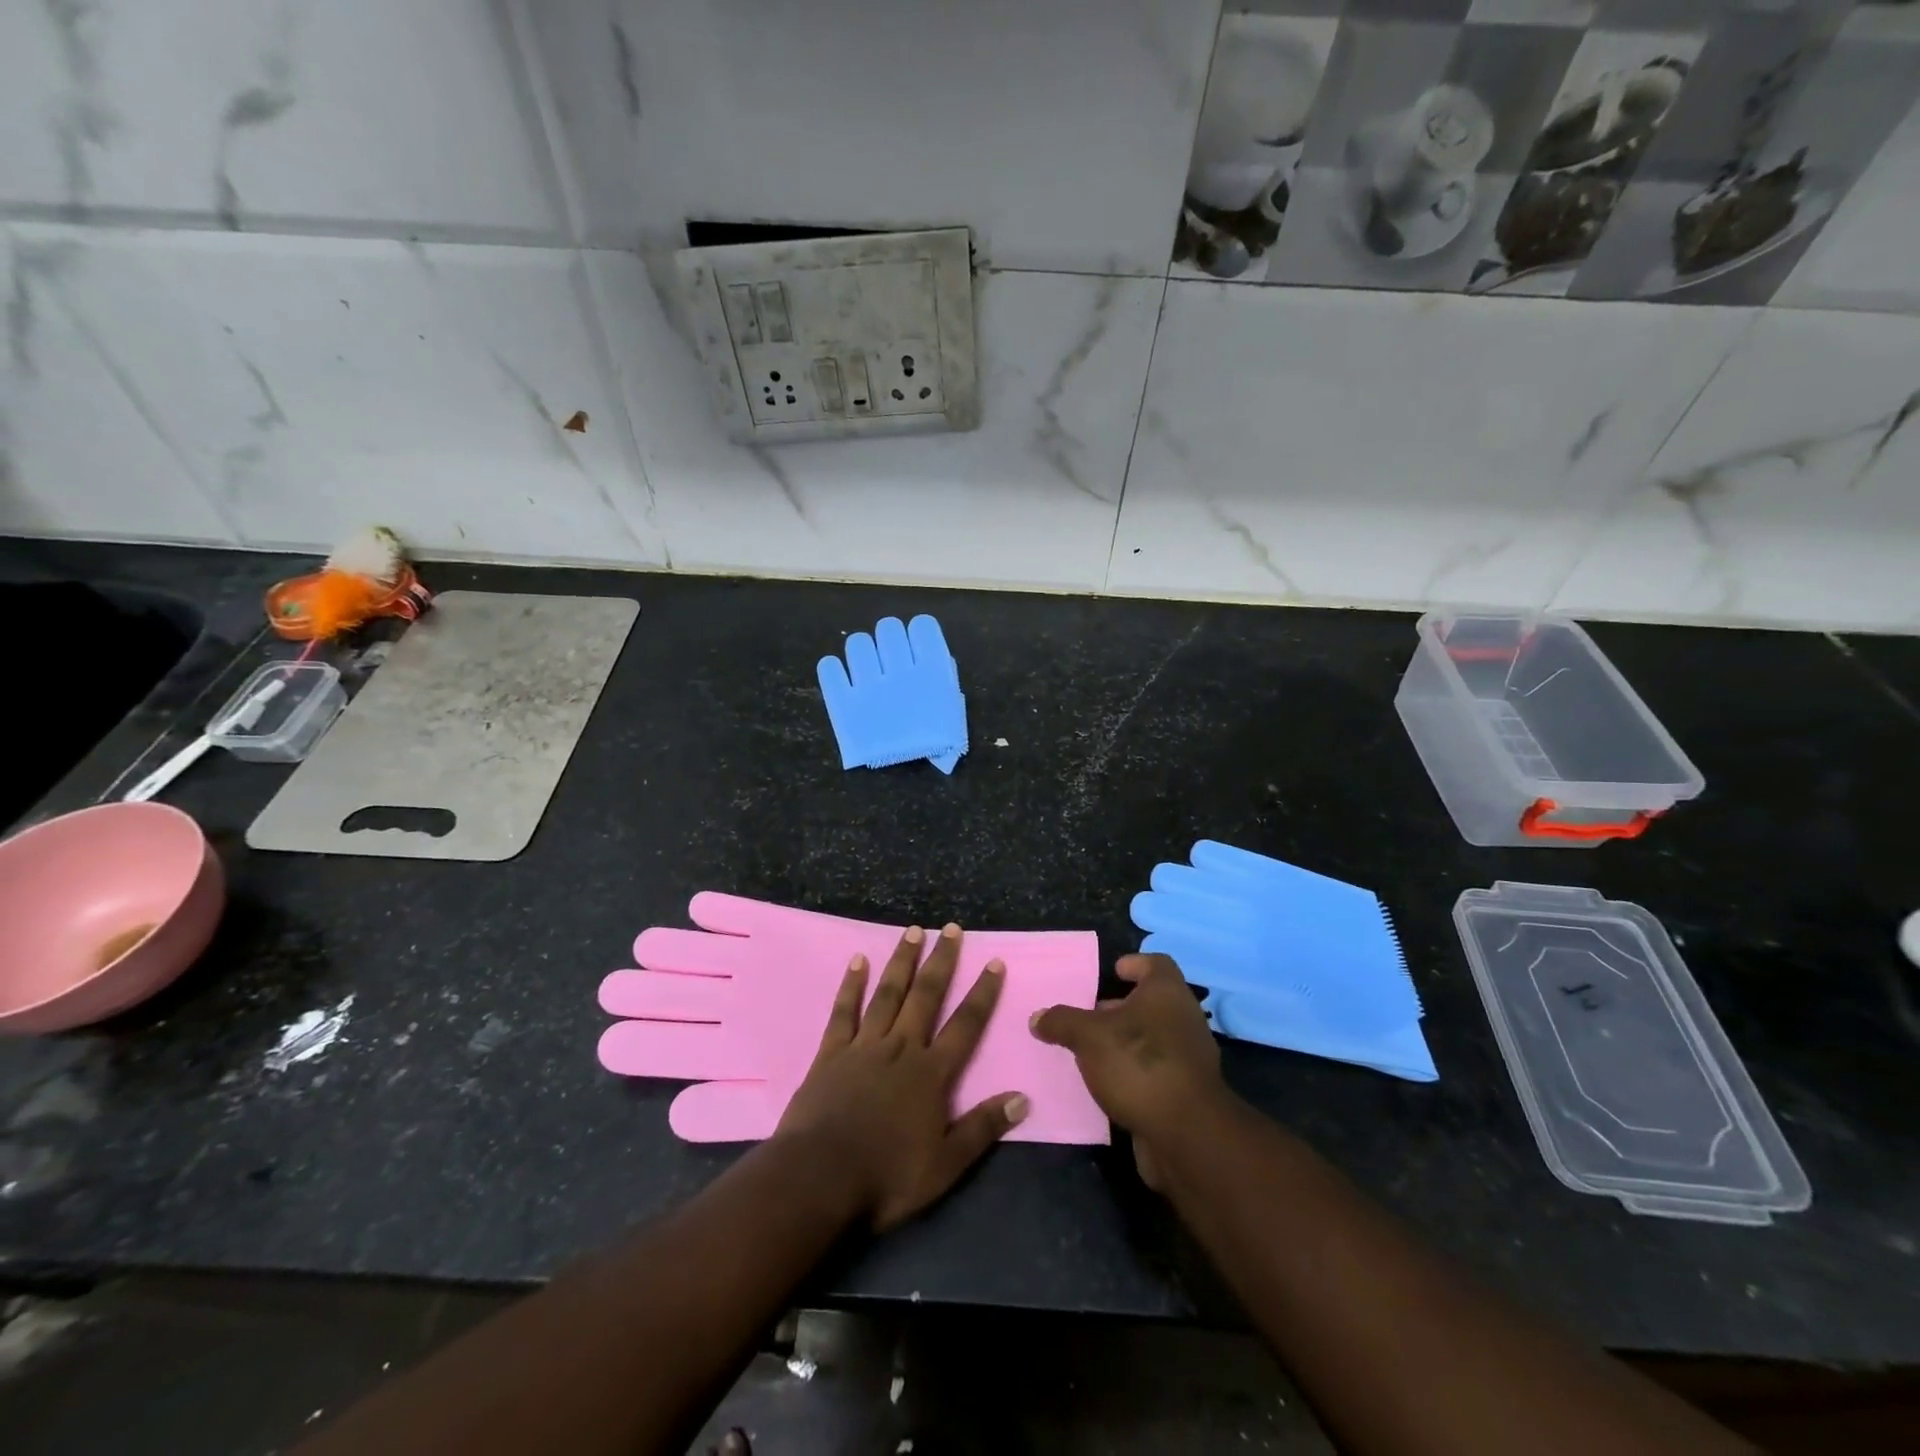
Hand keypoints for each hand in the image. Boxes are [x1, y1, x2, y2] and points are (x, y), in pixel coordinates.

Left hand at [775, 923, 1028, 1230]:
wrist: (820, 1178)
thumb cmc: (886, 1176)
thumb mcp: (946, 1165)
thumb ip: (983, 1128)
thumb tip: (1022, 1098)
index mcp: (931, 1074)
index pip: (965, 1025)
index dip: (982, 993)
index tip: (994, 961)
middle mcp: (901, 1048)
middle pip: (926, 996)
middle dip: (941, 961)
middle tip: (950, 928)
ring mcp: (864, 1046)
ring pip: (888, 993)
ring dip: (902, 961)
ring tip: (913, 930)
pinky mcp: (832, 1052)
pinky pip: (844, 1010)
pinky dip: (852, 984)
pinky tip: (858, 960)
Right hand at [1030, 953, 1228, 1189]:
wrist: (1185, 1133)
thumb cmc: (1137, 1063)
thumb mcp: (1088, 1036)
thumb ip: (1062, 1022)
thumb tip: (1037, 1017)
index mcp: (1166, 992)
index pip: (1156, 963)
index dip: (1134, 964)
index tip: (1113, 972)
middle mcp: (1183, 1017)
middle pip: (1153, 1002)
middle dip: (1121, 1007)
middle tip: (1090, 1015)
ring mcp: (1189, 1056)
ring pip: (1153, 1037)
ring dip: (1126, 1041)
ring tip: (1092, 1050)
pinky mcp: (1186, 1091)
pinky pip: (1156, 1069)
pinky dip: (1134, 1071)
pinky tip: (1108, 1083)